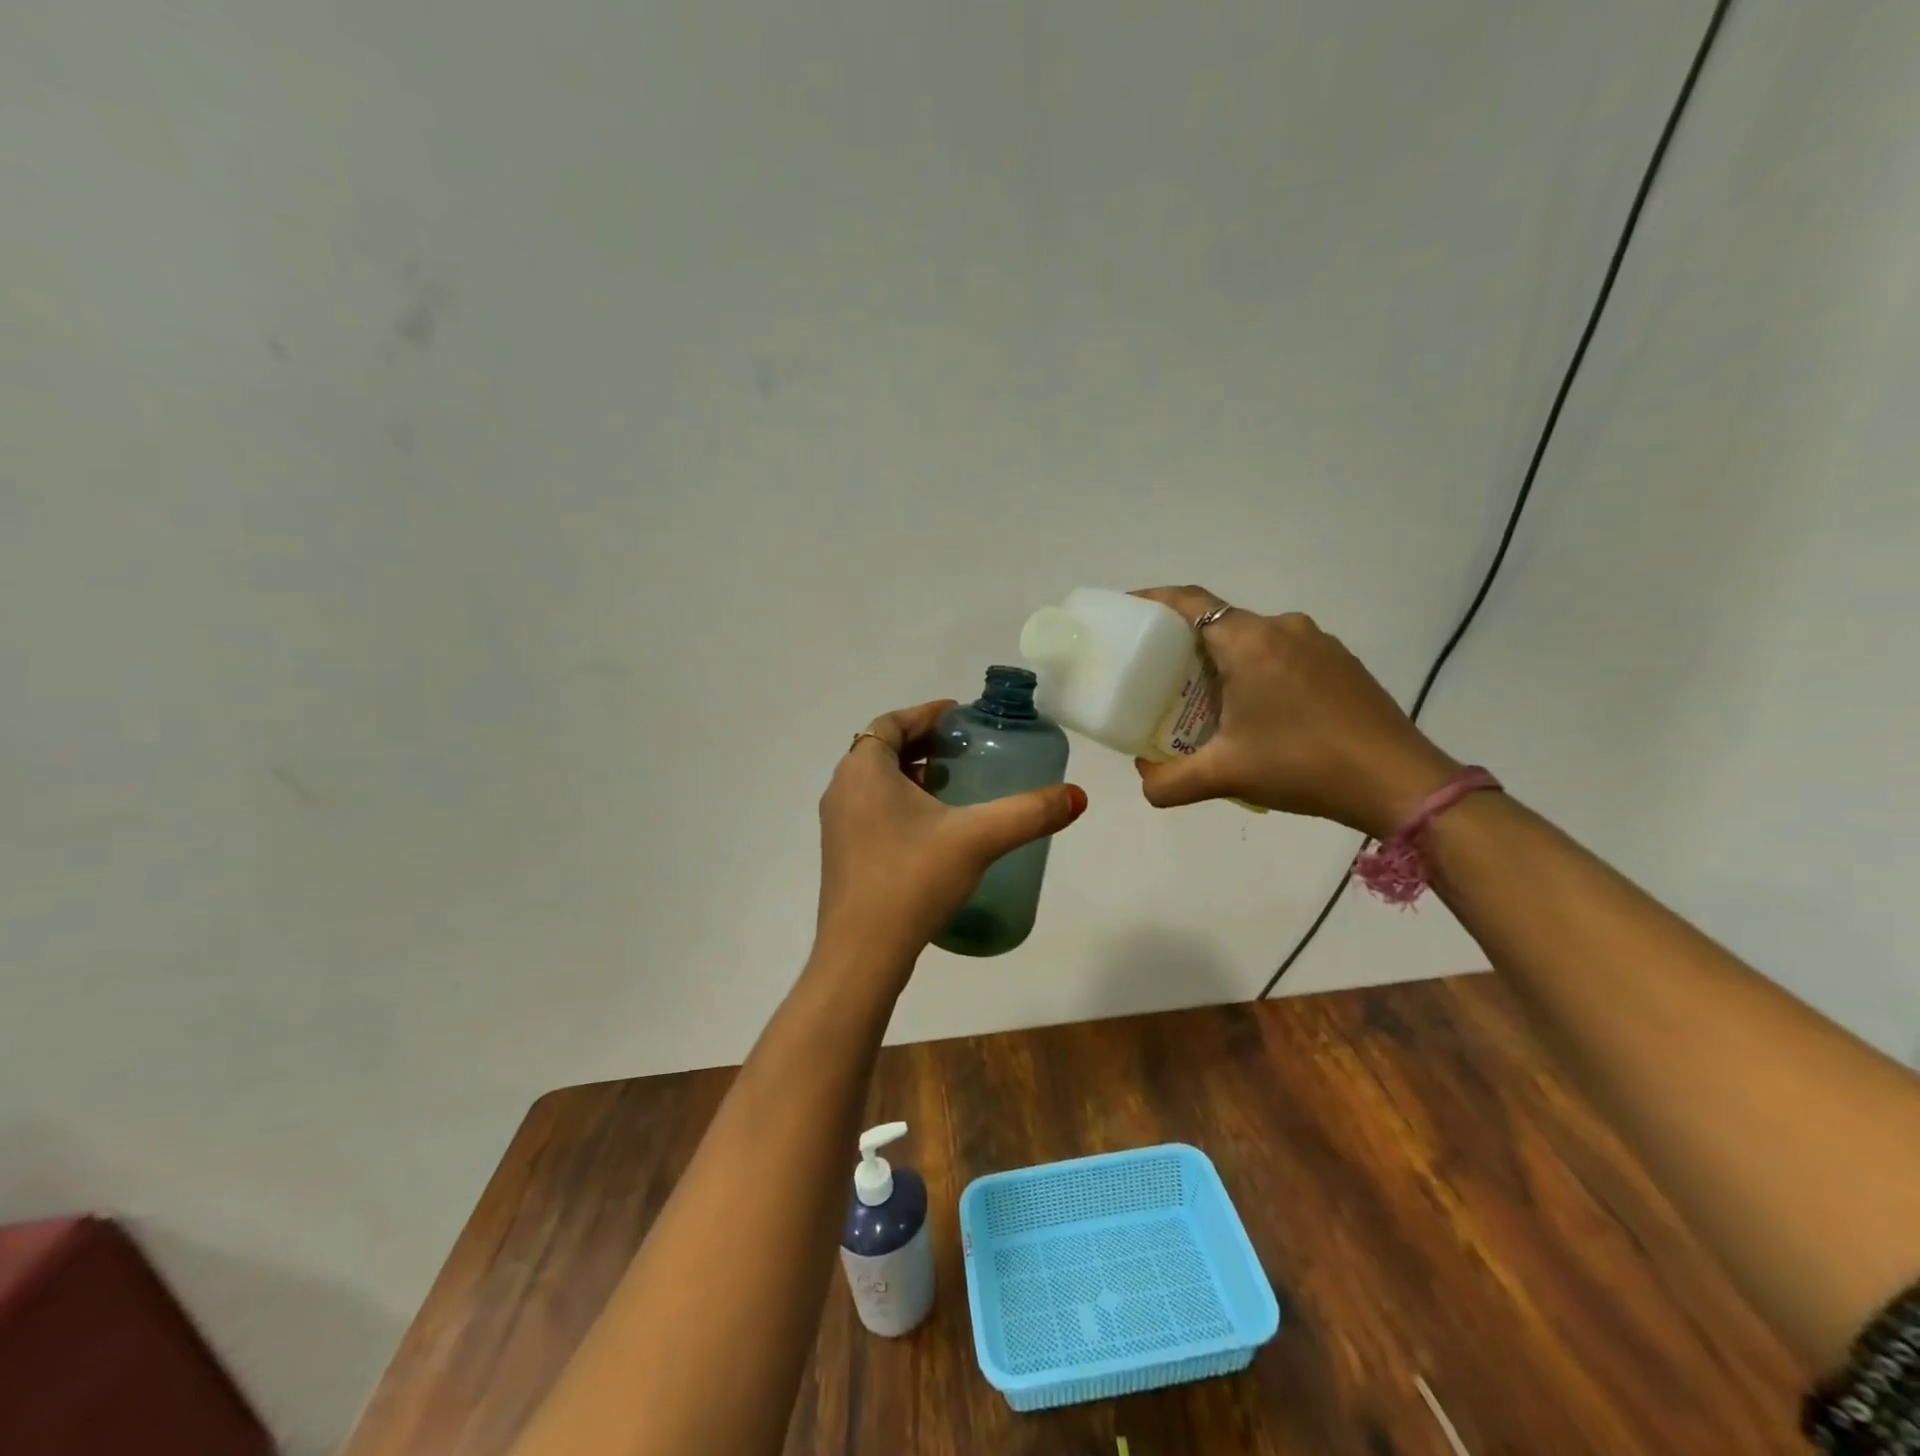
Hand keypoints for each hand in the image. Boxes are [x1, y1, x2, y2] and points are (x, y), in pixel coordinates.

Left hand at [816, 701, 1087, 971]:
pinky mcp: (842, 855)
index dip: (925, 714)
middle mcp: (842, 790)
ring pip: (875, 782)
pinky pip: (871, 810)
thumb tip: (1077, 796)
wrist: (862, 953)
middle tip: (963, 750)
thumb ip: (1029, 813)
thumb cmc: (912, 879)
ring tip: (954, 785)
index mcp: (863, 770)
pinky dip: (899, 803)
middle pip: (882, 749)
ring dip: (911, 775)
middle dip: (923, 744)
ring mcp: (837, 825)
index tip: (959, 716)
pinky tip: (933, 830)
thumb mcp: (977, 838)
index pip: (891, 722)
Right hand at [1129, 586, 1459, 838]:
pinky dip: (1259, 671)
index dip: (1153, 601)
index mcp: (1249, 642)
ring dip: (1225, 660)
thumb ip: (1168, 782)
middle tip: (1158, 676)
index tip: (1126, 613)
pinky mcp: (1341, 662)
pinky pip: (1285, 653)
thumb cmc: (1303, 765)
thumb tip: (1144, 780)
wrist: (1399, 782)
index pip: (1189, 602)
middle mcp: (1283, 628)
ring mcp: (1318, 642)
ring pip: (1254, 638)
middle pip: (1219, 621)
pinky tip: (1259, 712)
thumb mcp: (1225, 776)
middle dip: (1184, 643)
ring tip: (1207, 699)